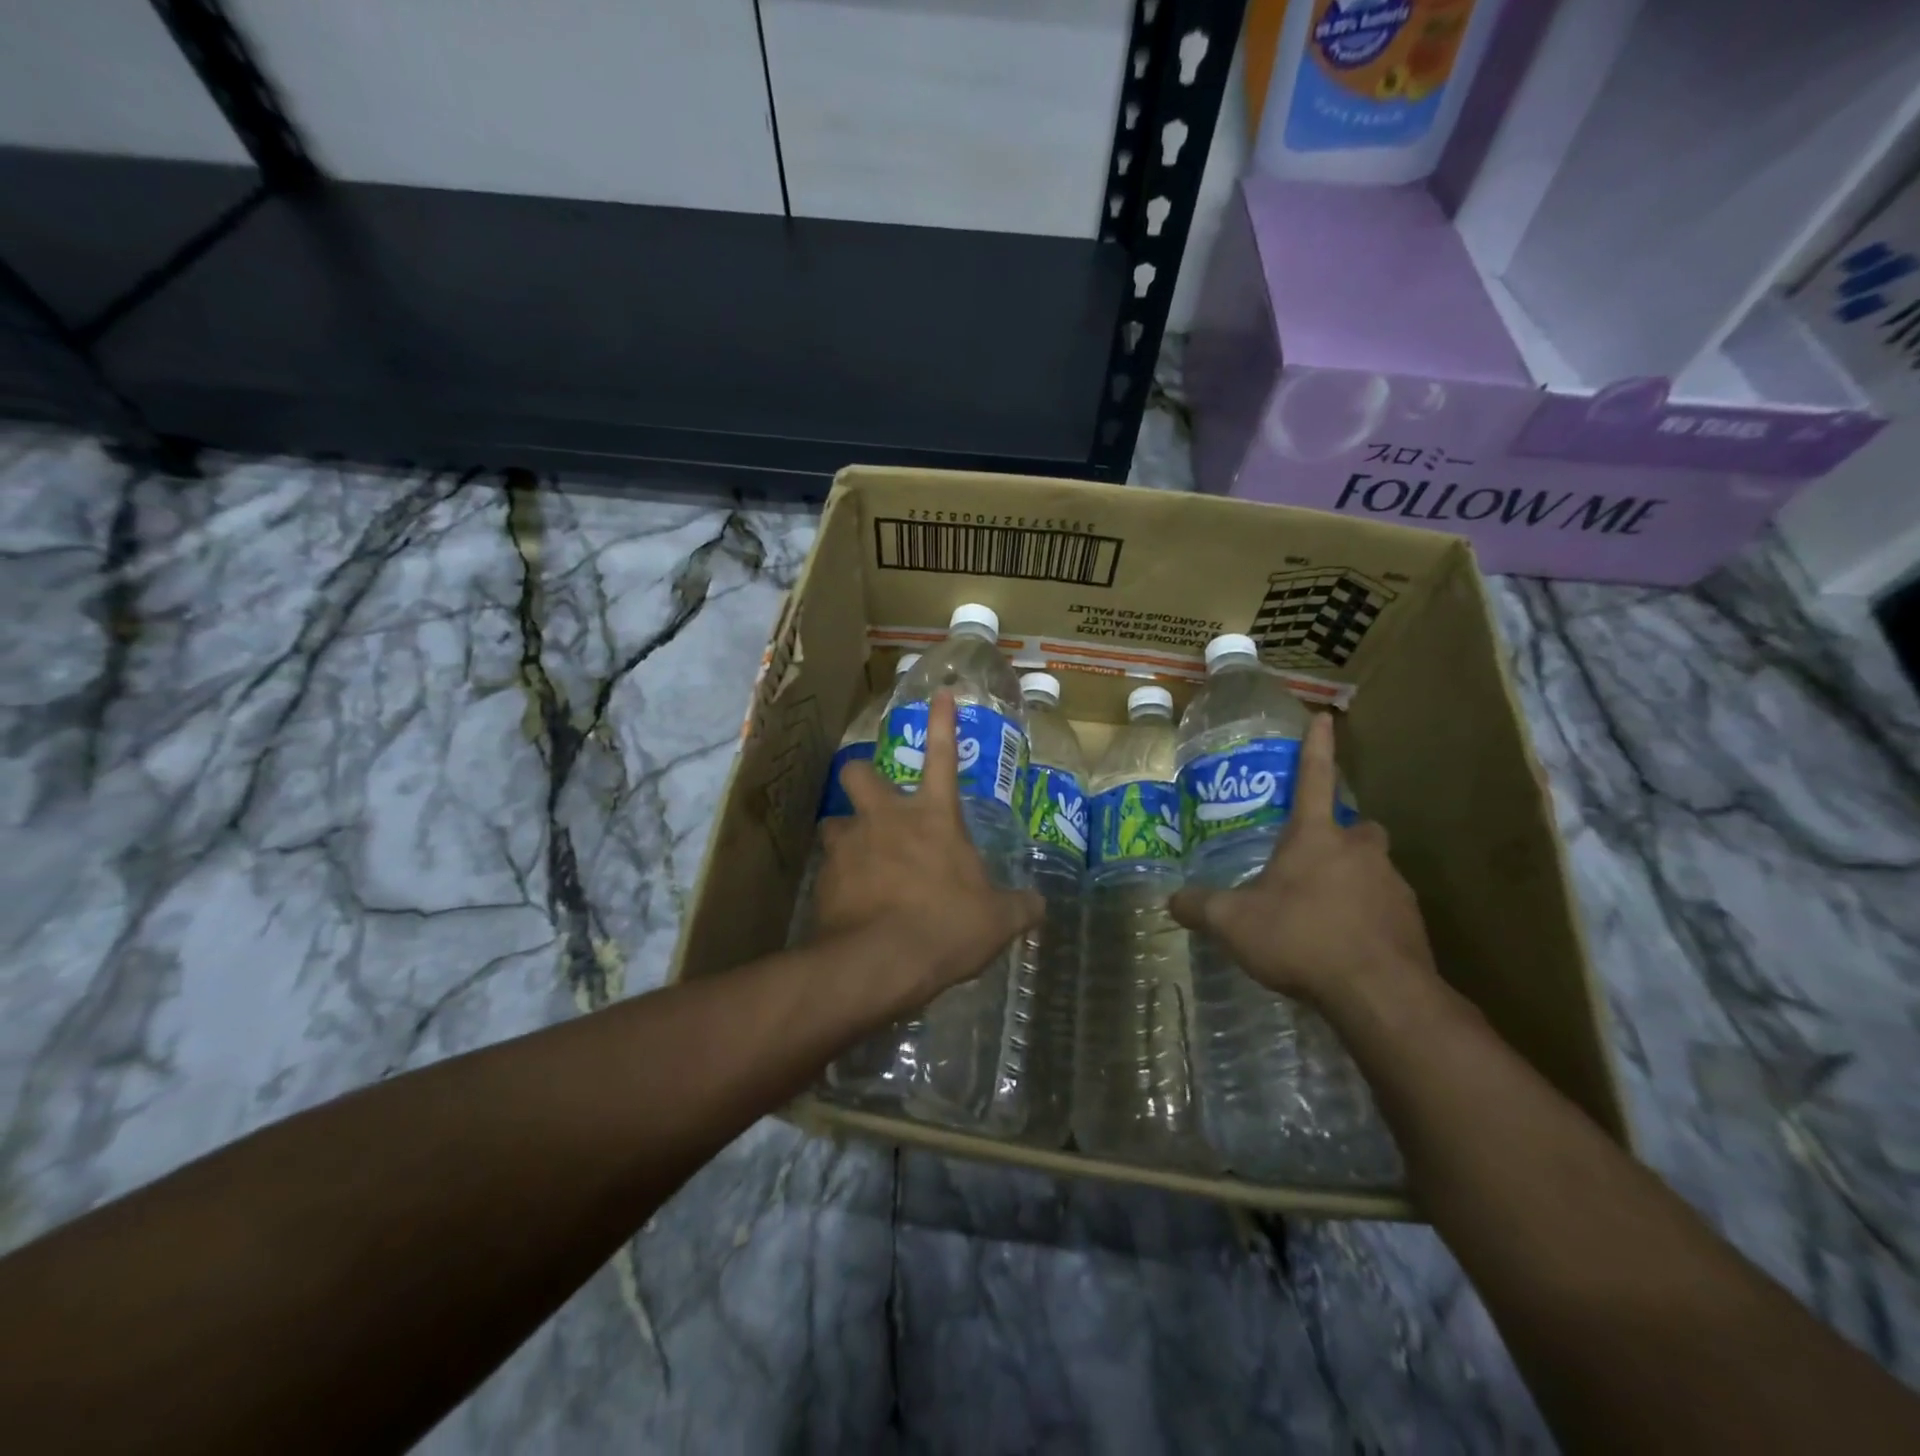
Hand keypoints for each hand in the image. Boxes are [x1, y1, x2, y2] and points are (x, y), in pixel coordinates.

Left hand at [811, 692, 1042, 1001]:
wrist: (880, 962)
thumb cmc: (946, 927)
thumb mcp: (997, 920)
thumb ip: (1020, 907)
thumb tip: (1040, 905)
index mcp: (933, 817)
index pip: (943, 755)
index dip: (943, 721)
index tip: (940, 693)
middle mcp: (885, 818)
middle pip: (859, 771)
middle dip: (863, 775)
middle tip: (874, 800)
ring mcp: (850, 844)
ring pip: (834, 822)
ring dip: (846, 836)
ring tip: (859, 862)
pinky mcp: (824, 877)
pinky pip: (829, 869)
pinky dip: (840, 881)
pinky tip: (850, 906)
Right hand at [1169, 713, 1437, 1010]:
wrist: (1380, 994)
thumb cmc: (1301, 939)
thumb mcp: (1233, 923)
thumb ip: (1200, 907)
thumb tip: (1171, 900)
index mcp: (1315, 837)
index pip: (1312, 779)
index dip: (1315, 748)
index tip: (1324, 718)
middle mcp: (1359, 851)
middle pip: (1357, 827)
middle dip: (1341, 835)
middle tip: (1316, 858)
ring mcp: (1392, 885)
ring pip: (1373, 868)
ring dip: (1353, 879)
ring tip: (1324, 912)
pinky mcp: (1412, 922)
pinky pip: (1386, 908)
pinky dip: (1368, 917)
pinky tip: (1347, 945)